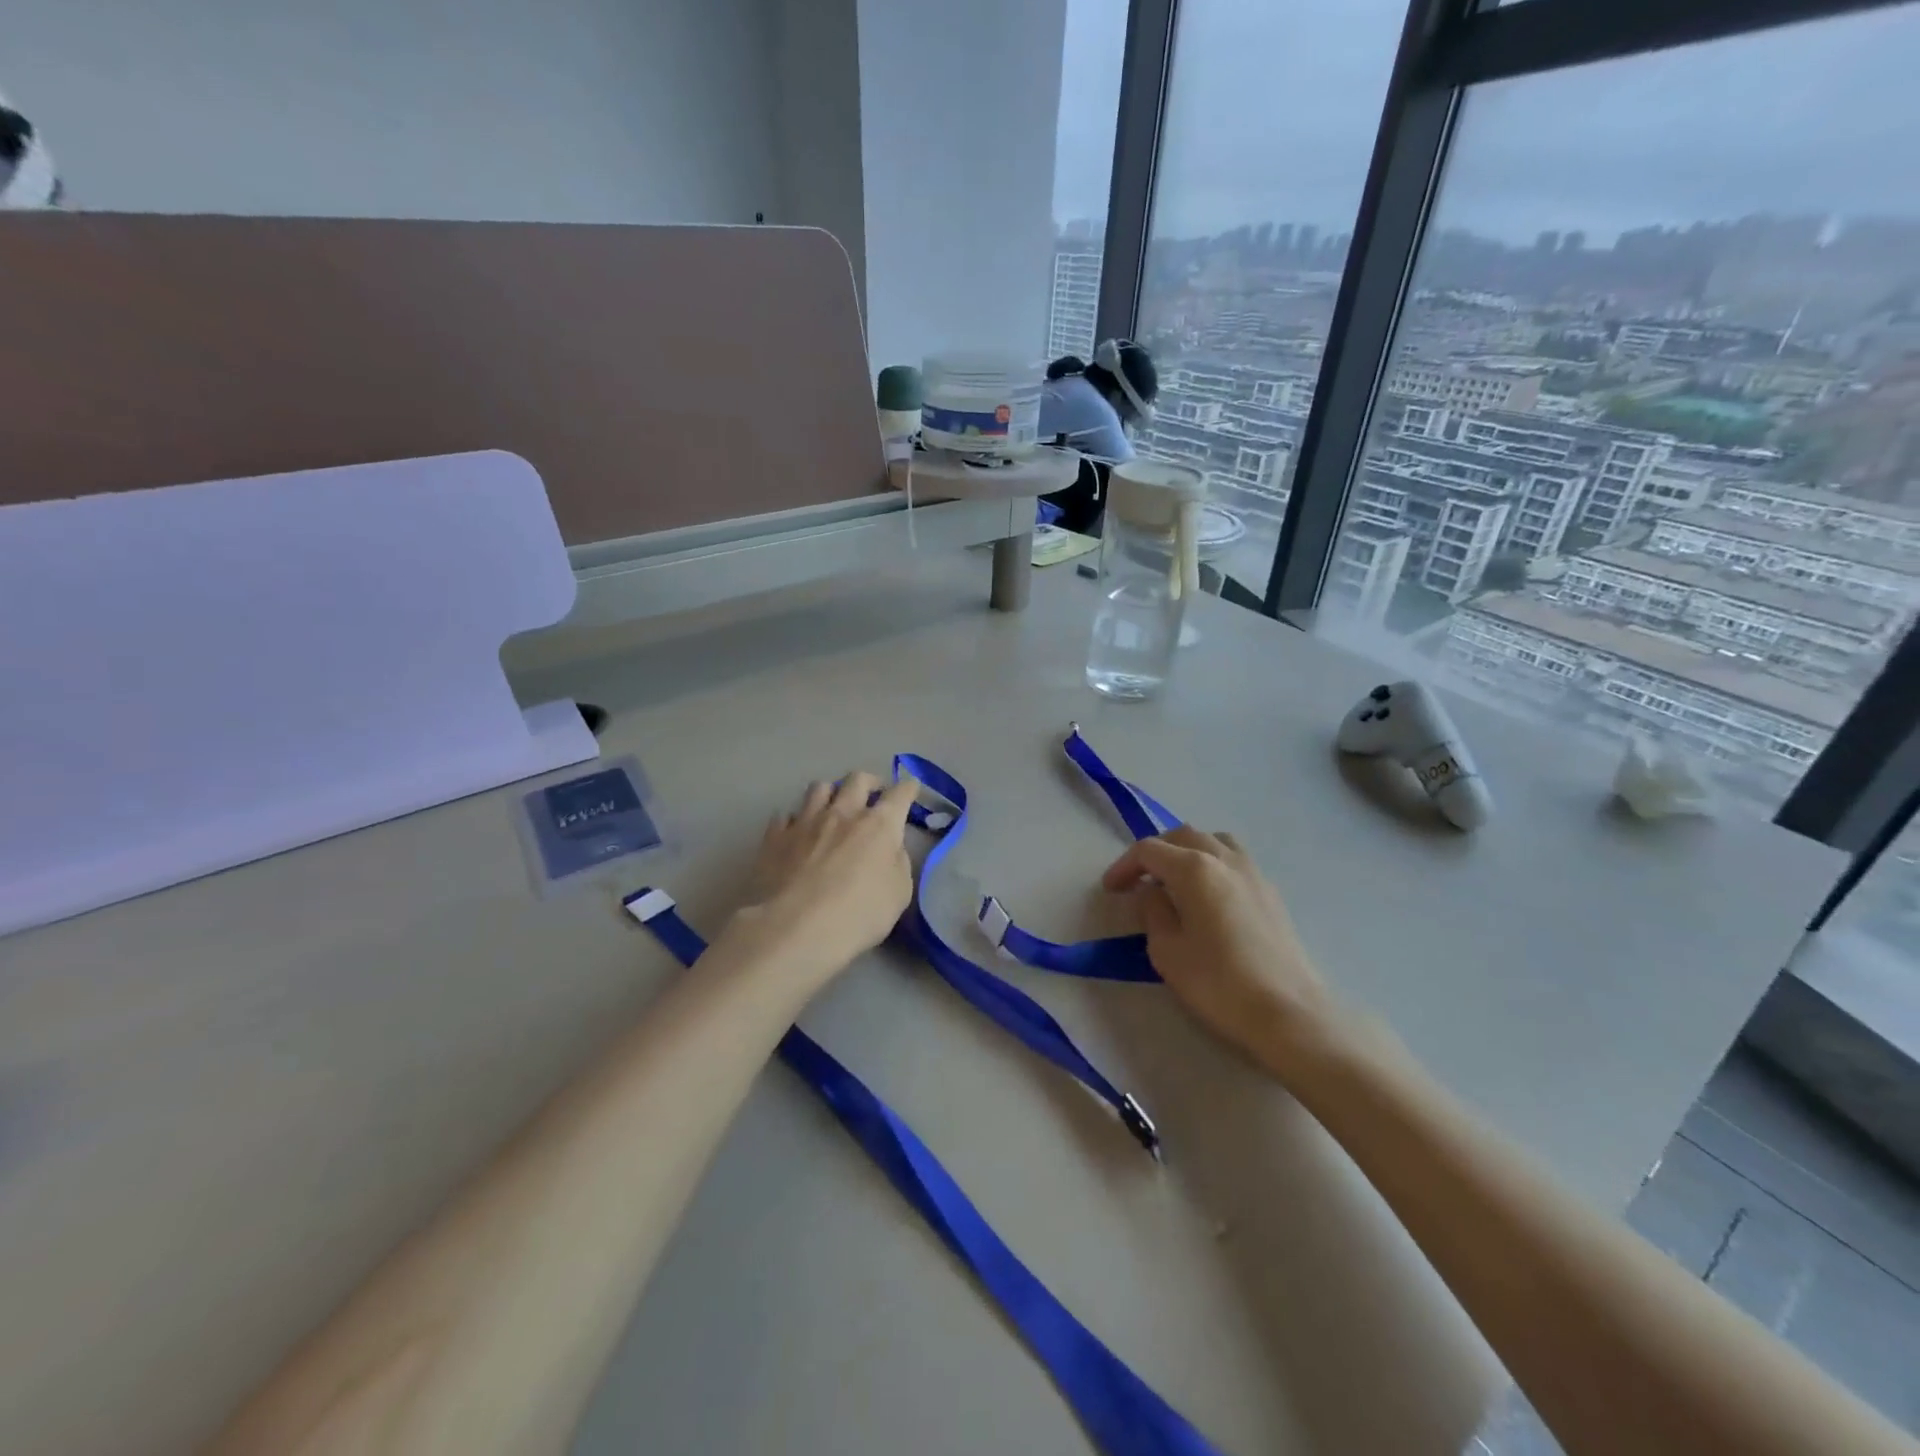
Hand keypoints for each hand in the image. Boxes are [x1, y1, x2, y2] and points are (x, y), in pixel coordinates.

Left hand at [723, 771, 919, 985]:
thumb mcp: (899, 894)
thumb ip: (897, 863)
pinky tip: (796, 833)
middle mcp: (843, 813)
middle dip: (870, 782)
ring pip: (819, 788)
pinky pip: (785, 816)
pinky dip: (795, 821)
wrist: (795, 929)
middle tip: (873, 794)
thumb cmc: (858, 915)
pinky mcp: (775, 837)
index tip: (910, 789)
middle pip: (858, 779)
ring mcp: (805, 822)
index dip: (908, 789)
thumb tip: (889, 848)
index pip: (899, 794)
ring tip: (832, 807)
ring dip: (831, 793)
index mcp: (879, 825)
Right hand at [1102, 826, 1345, 1080]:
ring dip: (1187, 851)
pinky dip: (1212, 863)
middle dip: (1155, 853)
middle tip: (1138, 881)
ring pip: (1213, 841)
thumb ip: (1154, 912)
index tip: (1110, 889)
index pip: (1149, 851)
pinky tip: (1208, 895)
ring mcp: (1253, 873)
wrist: (1288, 1014)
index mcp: (1194, 869)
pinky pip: (1234, 859)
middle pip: (1182, 836)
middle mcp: (1225, 859)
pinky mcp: (1271, 892)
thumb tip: (1155, 894)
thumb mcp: (1167, 951)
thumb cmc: (1218, 983)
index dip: (1124, 866)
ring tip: (1175, 879)